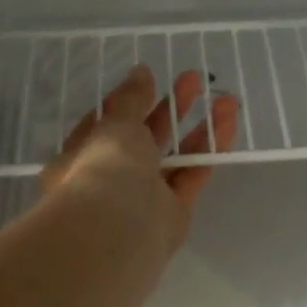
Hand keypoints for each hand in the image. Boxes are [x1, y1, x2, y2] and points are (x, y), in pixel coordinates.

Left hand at [42, 64, 239, 252]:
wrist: (118, 234)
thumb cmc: (103, 171)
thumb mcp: (115, 125)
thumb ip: (131, 99)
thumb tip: (141, 72)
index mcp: (80, 158)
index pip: (104, 125)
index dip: (128, 102)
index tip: (151, 81)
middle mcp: (110, 179)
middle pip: (143, 140)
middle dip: (169, 109)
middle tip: (194, 81)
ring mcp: (143, 199)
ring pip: (173, 158)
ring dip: (197, 129)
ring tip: (225, 100)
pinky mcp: (172, 215)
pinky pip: (191, 177)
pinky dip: (208, 152)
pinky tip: (226, 125)